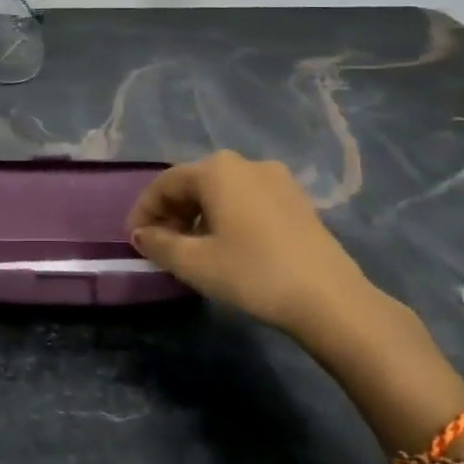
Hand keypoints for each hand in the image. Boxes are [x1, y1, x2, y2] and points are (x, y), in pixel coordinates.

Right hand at [127, 152, 412, 360]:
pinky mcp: (297, 200)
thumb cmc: (253, 273)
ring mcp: (277, 179)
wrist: (330, 299)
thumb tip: (141, 234)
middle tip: (160, 246)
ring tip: (191, 249)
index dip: (144, 210)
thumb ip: (159, 244)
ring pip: (222, 192)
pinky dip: (227, 217)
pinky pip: (247, 200)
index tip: (133, 240)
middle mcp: (246, 164)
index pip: (165, 183)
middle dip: (171, 212)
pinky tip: (227, 246)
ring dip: (198, 216)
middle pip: (194, 183)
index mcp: (217, 170)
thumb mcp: (194, 263)